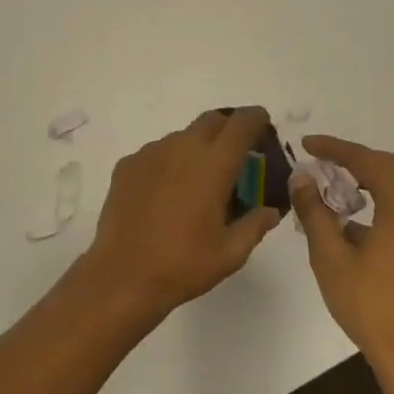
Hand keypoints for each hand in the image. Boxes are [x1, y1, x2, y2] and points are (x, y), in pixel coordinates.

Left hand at [84, 107, 283, 316]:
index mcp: (213, 165)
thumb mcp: (230, 253)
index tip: (263, 123)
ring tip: (198, 181)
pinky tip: (167, 193)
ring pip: (182, 136)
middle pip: (211, 120)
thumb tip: (270, 210)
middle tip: (236, 155)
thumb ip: (255, 225)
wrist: (122, 274)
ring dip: (197, 148)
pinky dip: (169, 162)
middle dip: (228, 129)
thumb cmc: (182, 265)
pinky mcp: (127, 165)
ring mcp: (150, 153)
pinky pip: (156, 153)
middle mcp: (181, 148)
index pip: (241, 124)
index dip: (255, 118)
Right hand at [290, 134, 393, 388]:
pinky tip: (358, 215)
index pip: (368, 161)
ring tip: (335, 181)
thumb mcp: (331, 257)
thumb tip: (302, 178)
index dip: (335, 148)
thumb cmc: (372, 306)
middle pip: (390, 167)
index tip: (306, 144)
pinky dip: (384, 198)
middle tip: (320, 159)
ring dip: (370, 177)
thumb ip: (315, 211)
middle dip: (354, 159)